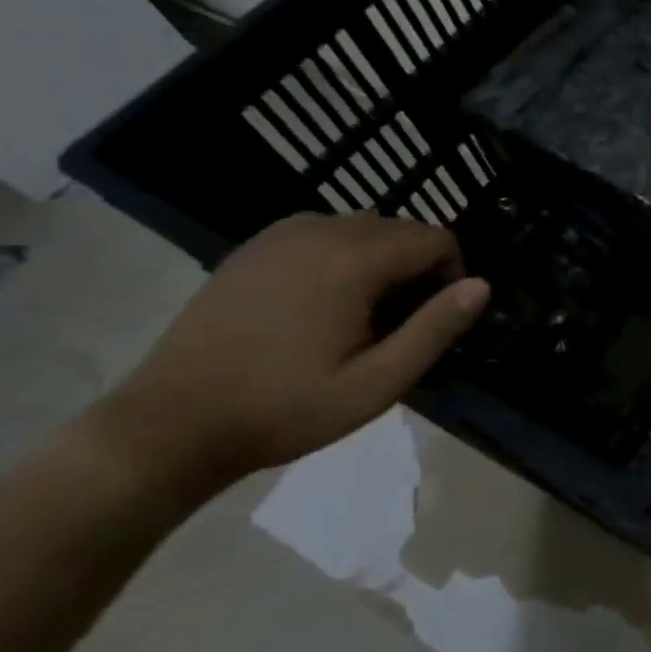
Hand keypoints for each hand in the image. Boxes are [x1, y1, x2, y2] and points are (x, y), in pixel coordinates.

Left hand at [90, 213, 488, 492]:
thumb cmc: (284, 408)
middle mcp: (321, 230)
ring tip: (364, 313)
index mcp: (354, 259)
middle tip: (401, 323)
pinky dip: (343, 254)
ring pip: (364, 226)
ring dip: (382, 258)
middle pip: (402, 228)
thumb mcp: (377, 383)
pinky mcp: (254, 247)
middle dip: (418, 266)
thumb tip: (482, 285)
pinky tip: (322, 302)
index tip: (434, 319)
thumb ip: (434, 329)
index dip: (452, 274)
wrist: (169, 425)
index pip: (436, 238)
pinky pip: (323, 232)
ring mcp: (280, 234)